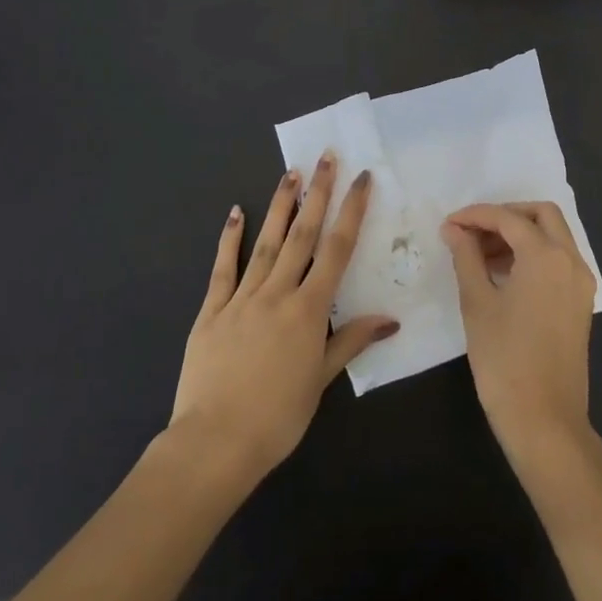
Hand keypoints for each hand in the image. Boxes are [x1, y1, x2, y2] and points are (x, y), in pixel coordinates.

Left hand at [169, 154, 397, 483]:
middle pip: (302, 235)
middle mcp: (277, 293)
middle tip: (326, 158)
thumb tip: (390, 319)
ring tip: (291, 173)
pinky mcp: (211, 310)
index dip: (351, 211)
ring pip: (267, 242)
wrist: (215, 442)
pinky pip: (223, 268)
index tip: (361, 179)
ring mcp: (241, 298)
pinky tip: (236, 212)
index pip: (336, 250)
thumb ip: (351, 341)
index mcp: (308, 310)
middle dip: (317, 193)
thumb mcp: (321, 379)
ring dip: (281, 206)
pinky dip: (230, 238)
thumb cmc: (278, 417)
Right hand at [441, 202, 597, 462]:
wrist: (544, 420)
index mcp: (546, 256)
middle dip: (506, 215)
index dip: (476, 215)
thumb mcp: (477, 303)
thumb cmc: (504, 359)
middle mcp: (571, 261)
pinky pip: (559, 260)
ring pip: (554, 236)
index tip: (449, 224)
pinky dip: (534, 254)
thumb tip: (454, 229)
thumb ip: (466, 257)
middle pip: (542, 215)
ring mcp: (581, 283)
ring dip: (520, 234)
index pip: (508, 218)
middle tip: (473, 231)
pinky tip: (503, 274)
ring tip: (480, 254)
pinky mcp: (580, 303)